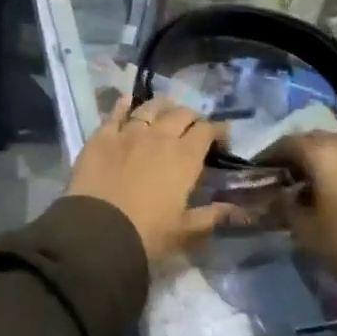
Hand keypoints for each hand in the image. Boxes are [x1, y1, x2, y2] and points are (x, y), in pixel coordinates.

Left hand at [64, 96, 234, 263]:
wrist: (99, 230)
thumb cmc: (148, 234)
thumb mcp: (185, 231)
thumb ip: (211, 216)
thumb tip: (237, 210)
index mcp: (184, 157)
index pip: (206, 131)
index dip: (217, 130)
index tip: (222, 135)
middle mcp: (159, 136)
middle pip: (180, 114)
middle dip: (191, 117)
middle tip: (193, 125)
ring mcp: (129, 132)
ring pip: (149, 107)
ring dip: (161, 106)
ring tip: (165, 108)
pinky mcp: (102, 135)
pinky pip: (115, 113)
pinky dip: (123, 105)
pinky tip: (127, 100)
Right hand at [268, 105, 336, 287]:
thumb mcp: (304, 231)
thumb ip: (286, 207)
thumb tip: (279, 195)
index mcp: (320, 155)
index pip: (286, 145)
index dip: (269, 157)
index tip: (258, 171)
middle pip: (315, 140)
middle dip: (297, 153)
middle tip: (285, 175)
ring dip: (330, 148)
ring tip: (316, 164)